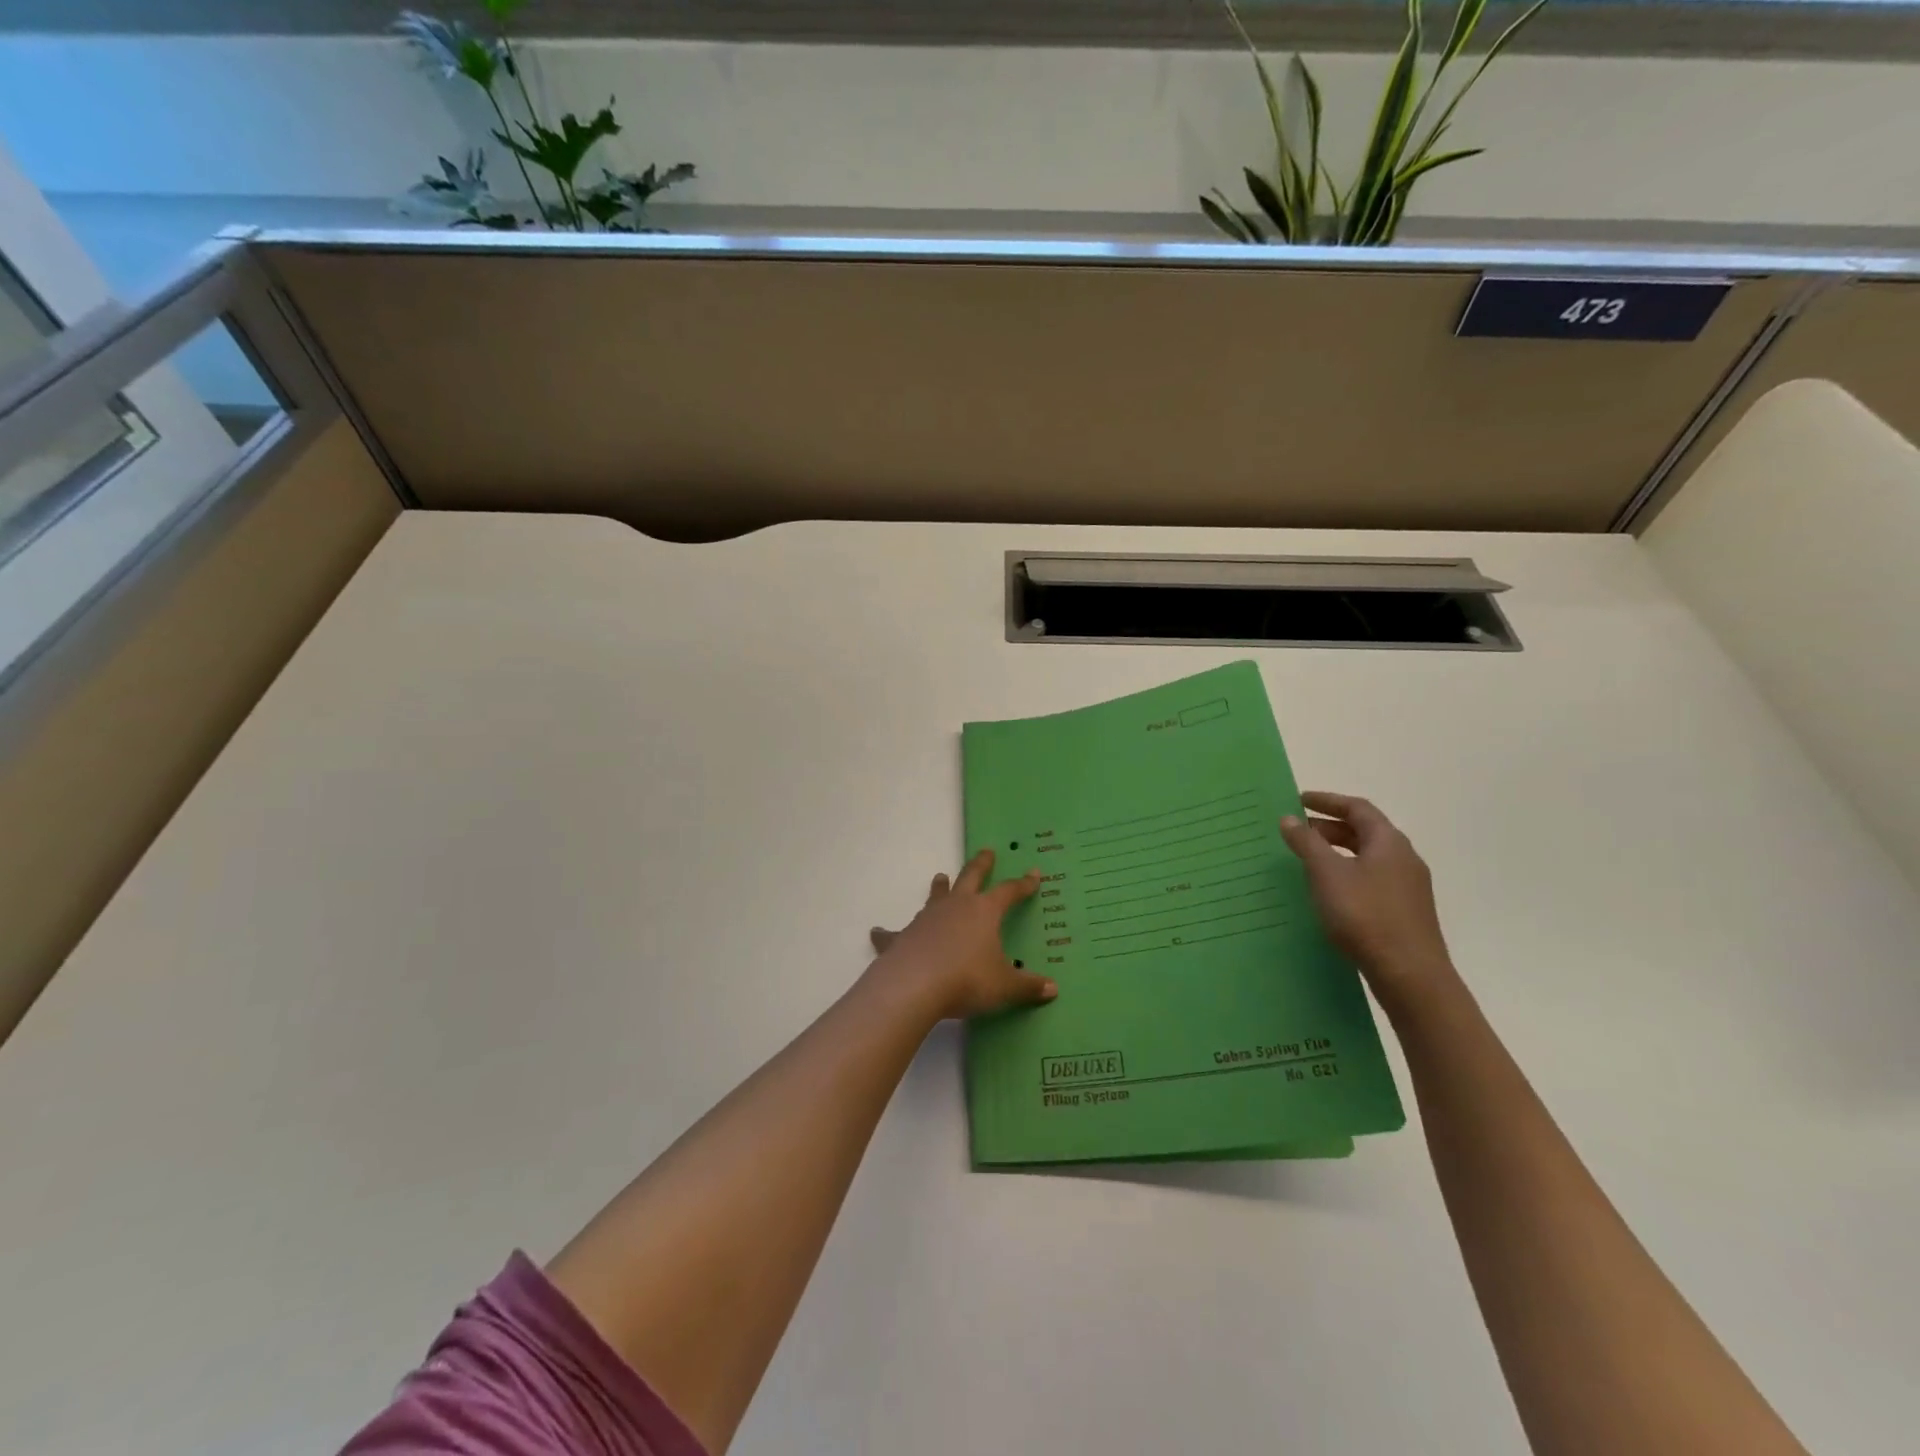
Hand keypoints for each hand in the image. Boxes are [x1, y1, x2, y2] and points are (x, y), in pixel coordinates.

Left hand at [869, 849, 1058, 1020]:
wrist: (915, 986)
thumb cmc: (967, 980)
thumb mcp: (1004, 987)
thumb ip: (1028, 986)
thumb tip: (1053, 989)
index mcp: (984, 912)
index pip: (1008, 892)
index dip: (1023, 884)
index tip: (1033, 874)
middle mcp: (956, 906)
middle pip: (970, 877)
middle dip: (981, 864)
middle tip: (987, 851)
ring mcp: (926, 918)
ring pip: (935, 896)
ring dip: (939, 887)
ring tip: (940, 877)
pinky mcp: (903, 935)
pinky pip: (895, 931)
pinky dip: (887, 932)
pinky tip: (877, 932)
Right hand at [1279, 791, 1457, 1009]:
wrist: (1410, 975)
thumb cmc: (1366, 915)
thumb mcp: (1327, 874)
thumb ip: (1307, 843)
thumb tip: (1289, 818)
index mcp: (1389, 842)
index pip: (1358, 808)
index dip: (1327, 801)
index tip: (1298, 799)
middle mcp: (1404, 858)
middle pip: (1365, 832)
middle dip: (1329, 828)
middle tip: (1297, 831)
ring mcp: (1408, 887)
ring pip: (1368, 858)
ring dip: (1338, 852)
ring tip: (1308, 860)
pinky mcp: (1405, 912)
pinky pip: (1372, 880)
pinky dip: (1347, 874)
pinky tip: (1329, 892)